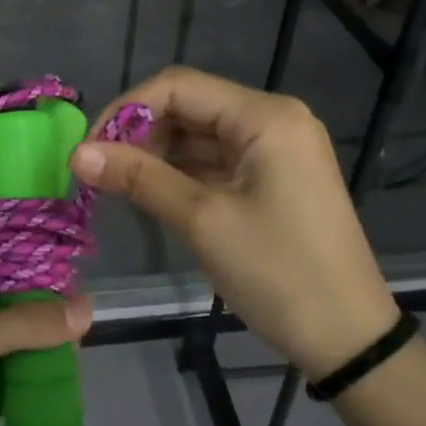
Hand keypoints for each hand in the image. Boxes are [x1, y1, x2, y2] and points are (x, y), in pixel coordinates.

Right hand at [71, 66, 397, 377]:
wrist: (349, 339)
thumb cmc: (279, 273)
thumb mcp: (203, 221)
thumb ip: (139, 178)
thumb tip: (77, 154)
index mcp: (265, 116)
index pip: (179, 86)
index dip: (126, 109)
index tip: (89, 149)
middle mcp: (273, 119)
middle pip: (190, 106)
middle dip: (140, 133)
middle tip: (99, 172)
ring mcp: (276, 149)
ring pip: (200, 134)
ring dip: (157, 154)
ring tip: (118, 186)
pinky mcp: (274, 177)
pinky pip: (217, 160)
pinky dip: (182, 172)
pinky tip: (152, 193)